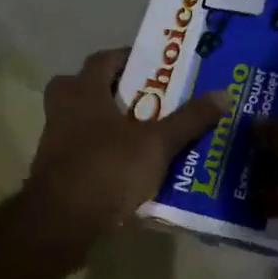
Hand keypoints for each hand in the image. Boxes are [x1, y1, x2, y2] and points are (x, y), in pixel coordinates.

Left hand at [25, 47, 229, 243]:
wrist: (62, 220)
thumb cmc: (108, 168)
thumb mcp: (157, 143)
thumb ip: (189, 120)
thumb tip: (224, 94)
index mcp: (83, 92)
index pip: (103, 59)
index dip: (127, 58)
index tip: (153, 66)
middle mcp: (62, 110)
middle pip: (82, 87)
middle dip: (109, 91)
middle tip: (142, 99)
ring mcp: (53, 142)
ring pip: (79, 121)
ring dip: (104, 124)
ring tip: (139, 135)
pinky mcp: (53, 172)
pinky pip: (79, 152)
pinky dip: (99, 153)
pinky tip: (124, 168)